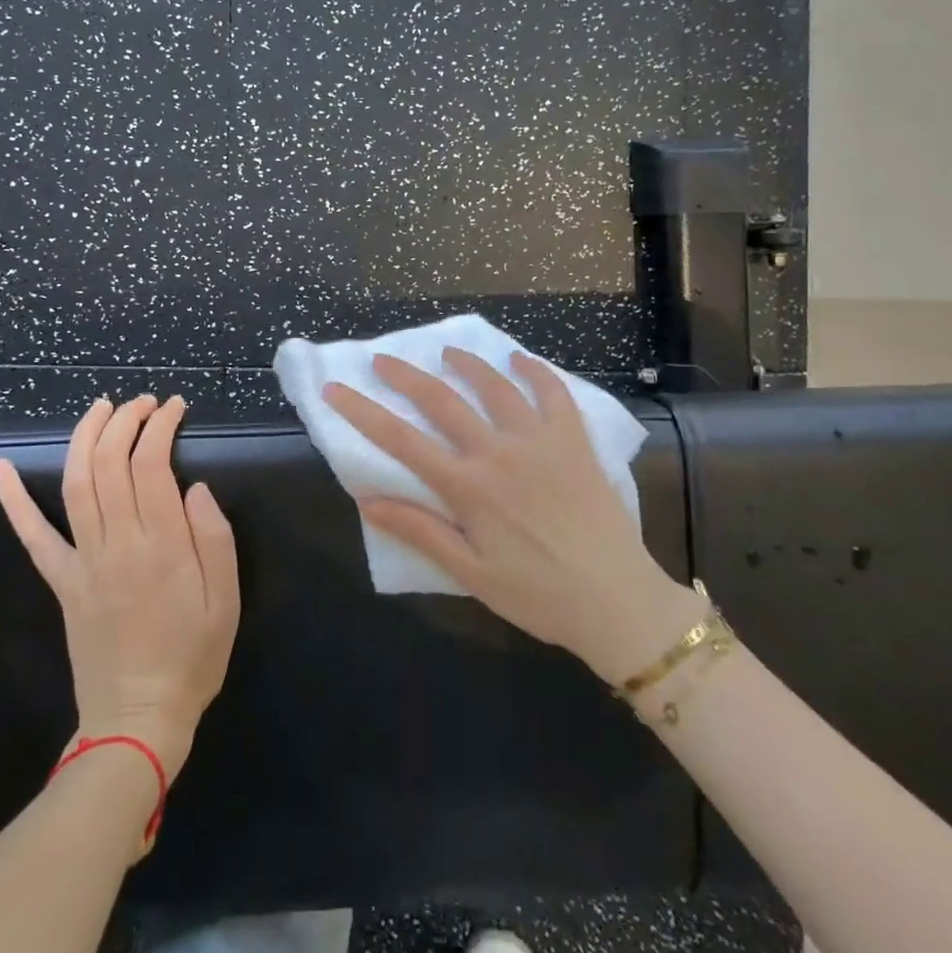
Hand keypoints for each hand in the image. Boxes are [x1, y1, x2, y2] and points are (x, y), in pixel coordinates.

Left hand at [0, 395, 239, 779]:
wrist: (137, 720)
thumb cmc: (192, 657)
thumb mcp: (227, 600)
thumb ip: (214, 537)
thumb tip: (194, 487)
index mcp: (162, 546)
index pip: (152, 464)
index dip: (160, 426)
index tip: (174, 407)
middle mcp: (117, 544)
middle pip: (110, 463)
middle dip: (125, 420)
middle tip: (144, 402)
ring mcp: (82, 562)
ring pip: (74, 484)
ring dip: (84, 438)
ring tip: (100, 408)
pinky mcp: (61, 581)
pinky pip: (33, 536)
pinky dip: (13, 500)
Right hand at [324, 350, 702, 684]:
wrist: (616, 600)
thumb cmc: (538, 594)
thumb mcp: (471, 574)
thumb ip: (420, 531)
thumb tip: (367, 499)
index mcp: (468, 487)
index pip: (401, 441)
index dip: (362, 413)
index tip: (335, 390)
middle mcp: (498, 451)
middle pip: (441, 400)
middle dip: (405, 375)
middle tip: (382, 359)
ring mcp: (538, 439)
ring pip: (494, 386)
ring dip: (466, 363)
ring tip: (447, 352)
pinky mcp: (573, 439)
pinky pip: (553, 392)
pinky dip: (535, 371)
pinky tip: (520, 360)